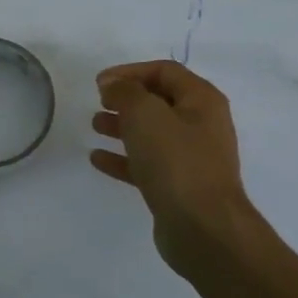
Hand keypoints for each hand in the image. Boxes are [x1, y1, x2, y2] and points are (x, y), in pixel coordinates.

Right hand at [90, 61, 260, 283]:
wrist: (202, 226)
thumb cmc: (176, 161)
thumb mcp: (145, 114)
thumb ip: (125, 92)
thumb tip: (114, 86)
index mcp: (202, 101)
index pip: (165, 71)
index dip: (130, 71)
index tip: (99, 83)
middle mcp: (201, 125)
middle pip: (159, 101)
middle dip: (126, 99)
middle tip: (99, 103)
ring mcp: (191, 158)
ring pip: (151, 133)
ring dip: (122, 126)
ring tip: (94, 127)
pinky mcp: (178, 186)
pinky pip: (146, 164)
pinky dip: (122, 158)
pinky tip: (97, 159)